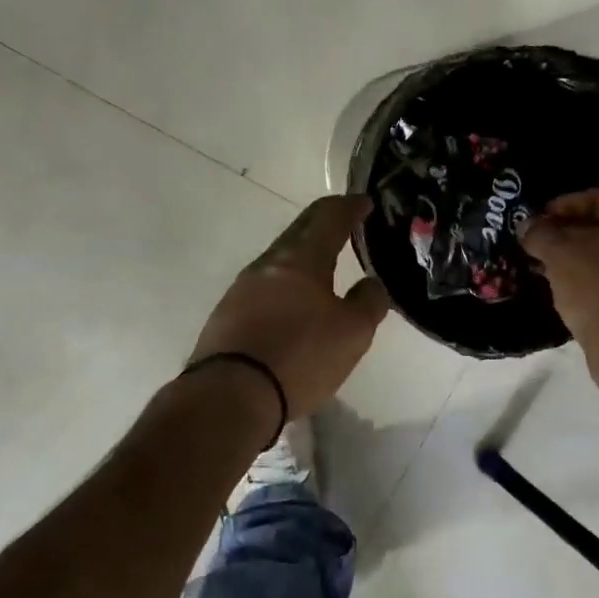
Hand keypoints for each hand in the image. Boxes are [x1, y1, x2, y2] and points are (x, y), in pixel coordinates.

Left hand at [189, 194, 390, 418]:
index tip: (364, 202)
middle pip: (299, 231)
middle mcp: (268, 263)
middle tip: (346, 223)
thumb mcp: (352, 333)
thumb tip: (370, 283)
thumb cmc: (299, 356)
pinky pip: (265, 285)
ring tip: (324, 266)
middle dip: (324, 222)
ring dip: (304, 254)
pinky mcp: (227, 314)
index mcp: (302, 259)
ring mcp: (242, 288)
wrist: (229, 395)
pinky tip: (294, 301)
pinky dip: (286, 282)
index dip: (349, 206)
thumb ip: (369, 302)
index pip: (329, 217)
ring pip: (280, 258)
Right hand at [521, 189, 598, 356]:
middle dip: (567, 232)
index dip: (564, 203)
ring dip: (575, 256)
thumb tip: (527, 225)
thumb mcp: (557, 254)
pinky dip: (587, 278)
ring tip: (545, 267)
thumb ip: (539, 233)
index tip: (540, 218)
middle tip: (538, 242)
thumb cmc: (594, 287)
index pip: (597, 197)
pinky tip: (565, 290)